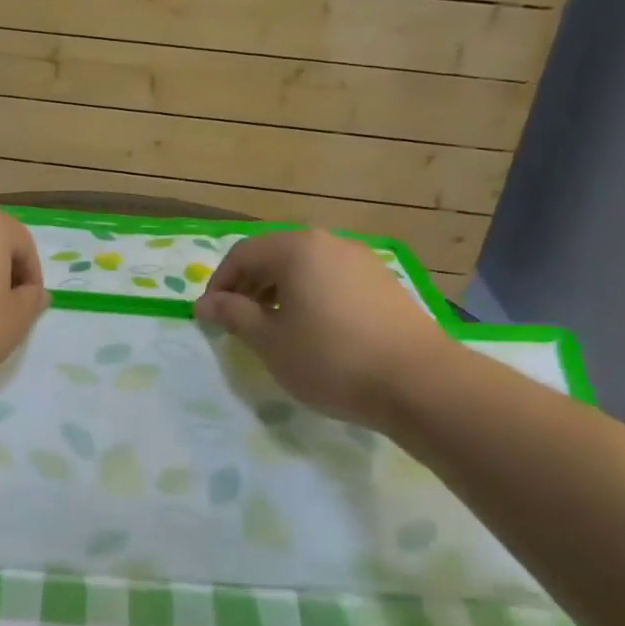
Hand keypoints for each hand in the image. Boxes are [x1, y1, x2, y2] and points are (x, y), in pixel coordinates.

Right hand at [194, 230, 452, 426]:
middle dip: (249, 286)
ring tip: (274, 328)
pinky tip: (314, 330)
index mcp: (296, 249)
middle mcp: (329, 243)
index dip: (219, 283)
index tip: (211, 317)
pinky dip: (310, 296)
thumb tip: (205, 303)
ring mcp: (361, 260)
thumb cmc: (331, 358)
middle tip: (238, 322)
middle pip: (274, 255)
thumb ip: (234, 315)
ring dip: (279, 291)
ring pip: (305, 267)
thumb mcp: (270, 341)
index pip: (242, 254)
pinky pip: (332, 279)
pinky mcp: (383, 282)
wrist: (419, 382)